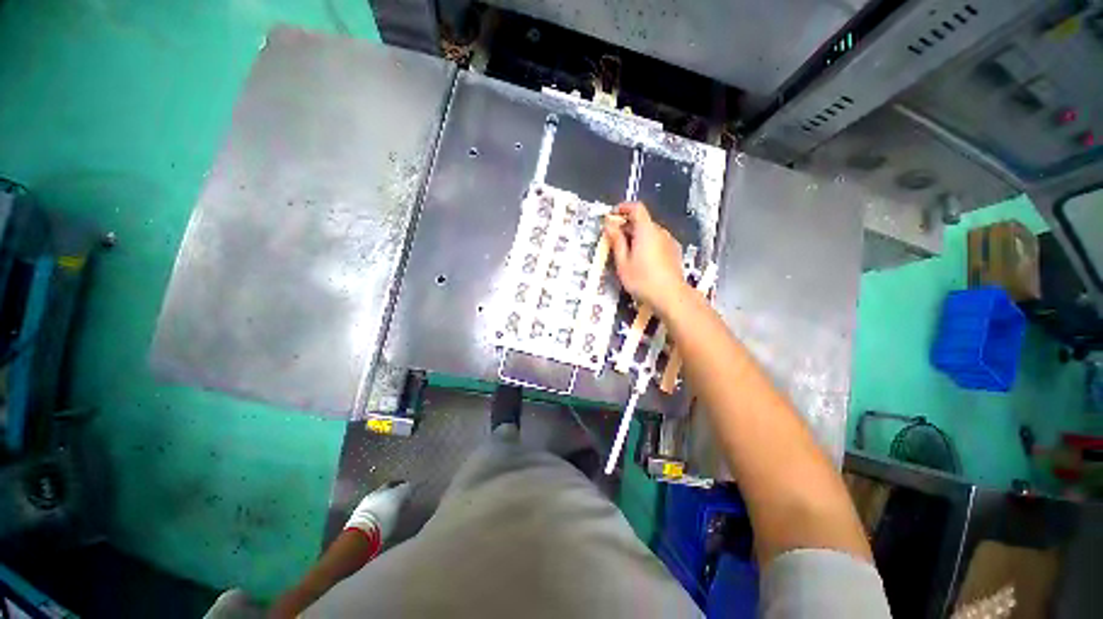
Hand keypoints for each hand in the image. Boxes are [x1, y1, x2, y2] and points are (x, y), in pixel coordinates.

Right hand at [603, 202, 687, 312]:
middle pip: (642, 220)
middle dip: (627, 225)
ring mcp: (669, 241)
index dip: (623, 208)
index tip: (611, 217)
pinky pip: (657, 241)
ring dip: (636, 236)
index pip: (636, 208)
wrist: (671, 296)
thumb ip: (616, 241)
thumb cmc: (642, 279)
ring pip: (650, 232)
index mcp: (646, 230)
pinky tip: (641, 260)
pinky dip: (646, 243)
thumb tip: (609, 224)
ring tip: (626, 252)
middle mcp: (660, 231)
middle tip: (613, 239)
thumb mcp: (623, 262)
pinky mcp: (674, 252)